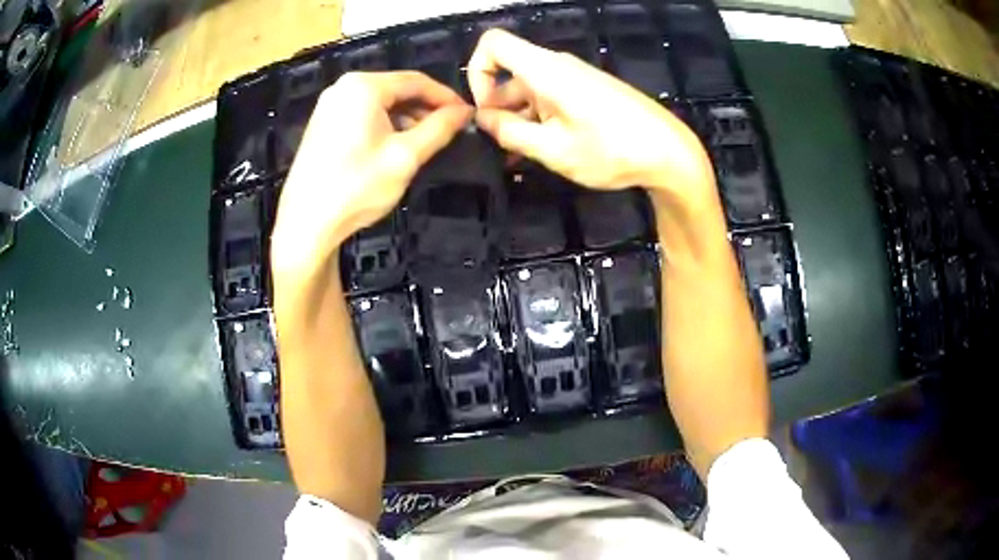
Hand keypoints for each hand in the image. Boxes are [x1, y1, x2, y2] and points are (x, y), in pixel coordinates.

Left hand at [271, 71, 471, 273]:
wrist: (306, 222)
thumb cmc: (357, 187)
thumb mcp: (406, 157)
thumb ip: (439, 128)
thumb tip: (465, 112)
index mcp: (364, 86)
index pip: (417, 81)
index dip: (446, 97)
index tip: (467, 115)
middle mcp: (344, 87)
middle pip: (397, 89)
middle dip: (425, 108)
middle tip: (450, 130)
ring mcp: (330, 105)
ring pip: (381, 102)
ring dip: (406, 117)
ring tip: (427, 140)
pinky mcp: (324, 123)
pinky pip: (363, 113)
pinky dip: (385, 124)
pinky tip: (396, 145)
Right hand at [468, 29, 713, 197]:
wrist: (670, 153)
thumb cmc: (611, 150)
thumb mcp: (552, 149)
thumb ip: (510, 132)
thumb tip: (483, 118)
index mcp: (545, 70)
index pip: (493, 44)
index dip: (477, 72)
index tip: (485, 109)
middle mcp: (559, 66)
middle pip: (511, 73)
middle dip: (498, 107)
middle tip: (503, 146)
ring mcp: (577, 78)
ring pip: (531, 90)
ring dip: (520, 120)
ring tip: (522, 158)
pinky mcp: (590, 91)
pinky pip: (553, 98)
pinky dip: (541, 120)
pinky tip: (544, 151)